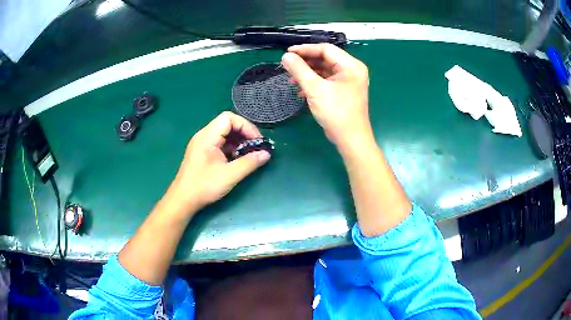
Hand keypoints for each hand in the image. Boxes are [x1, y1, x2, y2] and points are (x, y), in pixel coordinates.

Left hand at [165, 112, 270, 213]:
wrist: (183, 200)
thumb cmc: (204, 186)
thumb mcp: (230, 175)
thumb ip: (249, 163)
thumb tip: (266, 154)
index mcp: (207, 136)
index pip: (229, 118)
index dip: (245, 126)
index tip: (256, 141)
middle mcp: (204, 136)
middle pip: (227, 124)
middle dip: (244, 133)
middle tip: (255, 147)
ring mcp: (202, 144)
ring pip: (224, 134)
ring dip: (238, 141)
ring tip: (249, 154)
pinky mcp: (202, 153)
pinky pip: (220, 143)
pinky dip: (231, 148)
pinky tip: (237, 159)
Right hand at [281, 43, 372, 150]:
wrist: (350, 139)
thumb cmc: (336, 112)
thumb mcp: (315, 89)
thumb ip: (299, 70)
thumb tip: (286, 56)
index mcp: (351, 65)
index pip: (326, 49)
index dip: (305, 49)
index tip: (288, 53)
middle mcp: (352, 70)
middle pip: (325, 58)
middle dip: (306, 62)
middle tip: (287, 66)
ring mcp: (349, 81)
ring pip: (325, 70)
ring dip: (308, 73)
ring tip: (291, 79)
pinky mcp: (344, 90)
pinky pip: (327, 80)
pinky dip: (314, 82)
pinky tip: (301, 90)